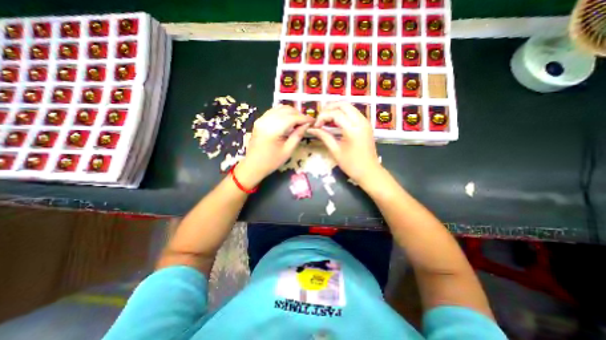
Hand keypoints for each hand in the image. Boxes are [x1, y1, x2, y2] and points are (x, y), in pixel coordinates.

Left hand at [236, 105, 314, 186]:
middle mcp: (266, 120)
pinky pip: (273, 111)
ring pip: (280, 108)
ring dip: (291, 112)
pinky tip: (288, 120)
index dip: (304, 118)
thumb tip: (306, 125)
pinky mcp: (260, 120)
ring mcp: (261, 119)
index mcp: (273, 130)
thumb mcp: (288, 151)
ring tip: (298, 121)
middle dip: (298, 114)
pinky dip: (283, 113)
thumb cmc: (271, 161)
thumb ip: (297, 136)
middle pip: (286, 110)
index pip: (292, 118)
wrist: (253, 165)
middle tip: (306, 122)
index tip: (313, 121)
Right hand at [308, 101, 381, 185]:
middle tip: (320, 118)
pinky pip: (353, 112)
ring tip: (326, 119)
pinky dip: (343, 113)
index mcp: (353, 130)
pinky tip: (336, 121)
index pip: (335, 114)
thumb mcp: (335, 151)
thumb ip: (324, 137)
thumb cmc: (351, 165)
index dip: (323, 117)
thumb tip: (312, 129)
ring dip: (336, 109)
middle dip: (329, 108)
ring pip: (349, 106)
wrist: (369, 172)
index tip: (316, 126)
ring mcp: (365, 122)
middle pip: (343, 104)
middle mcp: (361, 122)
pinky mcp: (366, 125)